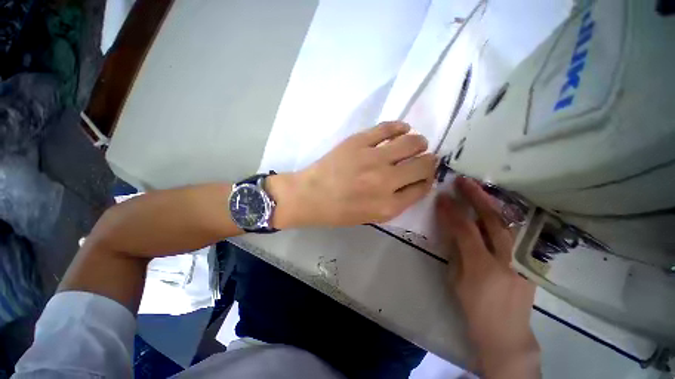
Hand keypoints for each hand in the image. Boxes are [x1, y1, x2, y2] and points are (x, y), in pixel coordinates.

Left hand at [270, 121, 436, 227]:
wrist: (309, 196)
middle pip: (424, 165)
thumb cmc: (338, 211)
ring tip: (416, 143)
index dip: (427, 179)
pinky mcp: (359, 142)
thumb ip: (396, 202)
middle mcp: (386, 181)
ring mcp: (373, 159)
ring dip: (419, 142)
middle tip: (424, 158)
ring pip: (412, 142)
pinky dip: (400, 127)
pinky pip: (388, 128)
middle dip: (429, 161)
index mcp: (389, 206)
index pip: (423, 187)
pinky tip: (403, 129)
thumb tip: (414, 182)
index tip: (424, 175)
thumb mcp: (371, 216)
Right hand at [436, 177, 539, 378]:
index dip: (451, 211)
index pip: (465, 229)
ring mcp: (522, 259)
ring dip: (490, 203)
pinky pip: (512, 232)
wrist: (506, 333)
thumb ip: (455, 251)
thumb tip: (451, 228)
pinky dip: (500, 216)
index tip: (441, 197)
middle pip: (492, 220)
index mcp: (482, 266)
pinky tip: (491, 208)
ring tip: (477, 189)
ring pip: (507, 222)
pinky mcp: (528, 261)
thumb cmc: (474, 309)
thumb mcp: (456, 281)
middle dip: (475, 197)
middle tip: (462, 181)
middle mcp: (507, 259)